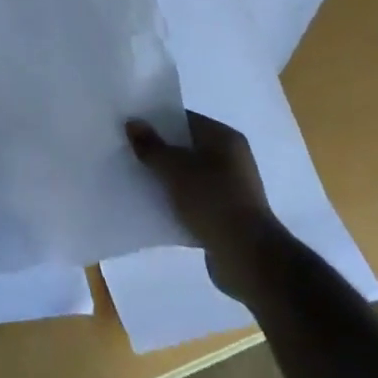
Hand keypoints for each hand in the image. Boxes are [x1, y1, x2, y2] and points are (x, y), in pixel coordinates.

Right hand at [127, 110, 282, 296]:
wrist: (248, 258)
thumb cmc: (212, 200)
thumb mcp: (174, 168)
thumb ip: (151, 146)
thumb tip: (133, 123)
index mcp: (224, 138)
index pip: (185, 120)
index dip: (157, 122)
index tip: (132, 128)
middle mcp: (232, 159)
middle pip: (186, 148)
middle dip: (160, 152)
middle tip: (129, 152)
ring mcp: (232, 189)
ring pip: (189, 176)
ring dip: (167, 179)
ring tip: (137, 180)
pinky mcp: (227, 216)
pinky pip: (195, 200)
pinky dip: (177, 201)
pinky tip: (155, 206)